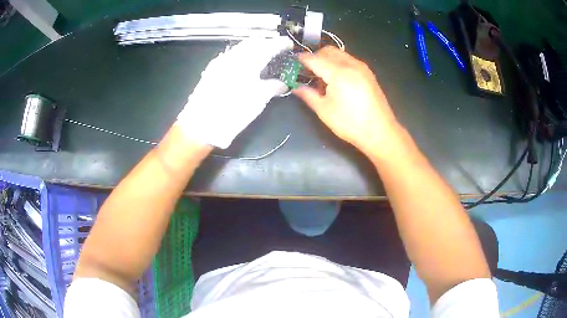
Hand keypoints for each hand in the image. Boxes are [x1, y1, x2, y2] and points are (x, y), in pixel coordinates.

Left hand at [177, 36, 292, 148]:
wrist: (202, 123)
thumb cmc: (233, 111)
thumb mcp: (258, 100)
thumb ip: (273, 87)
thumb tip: (283, 84)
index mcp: (248, 61)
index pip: (268, 46)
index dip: (280, 43)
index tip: (289, 45)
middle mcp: (234, 56)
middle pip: (253, 42)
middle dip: (266, 43)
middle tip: (277, 49)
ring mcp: (221, 61)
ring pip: (240, 47)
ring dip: (253, 47)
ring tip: (262, 56)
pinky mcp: (212, 69)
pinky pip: (231, 55)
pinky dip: (242, 54)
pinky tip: (244, 64)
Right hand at [294, 47, 402, 156]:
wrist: (380, 132)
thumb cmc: (350, 124)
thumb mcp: (324, 111)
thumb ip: (308, 95)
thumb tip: (295, 87)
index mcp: (339, 73)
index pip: (314, 59)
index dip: (301, 60)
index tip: (291, 63)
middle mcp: (351, 64)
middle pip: (327, 51)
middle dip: (314, 57)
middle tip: (306, 71)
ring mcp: (362, 67)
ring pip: (339, 54)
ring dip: (327, 59)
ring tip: (321, 77)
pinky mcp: (368, 73)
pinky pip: (348, 60)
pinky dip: (338, 63)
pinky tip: (336, 80)